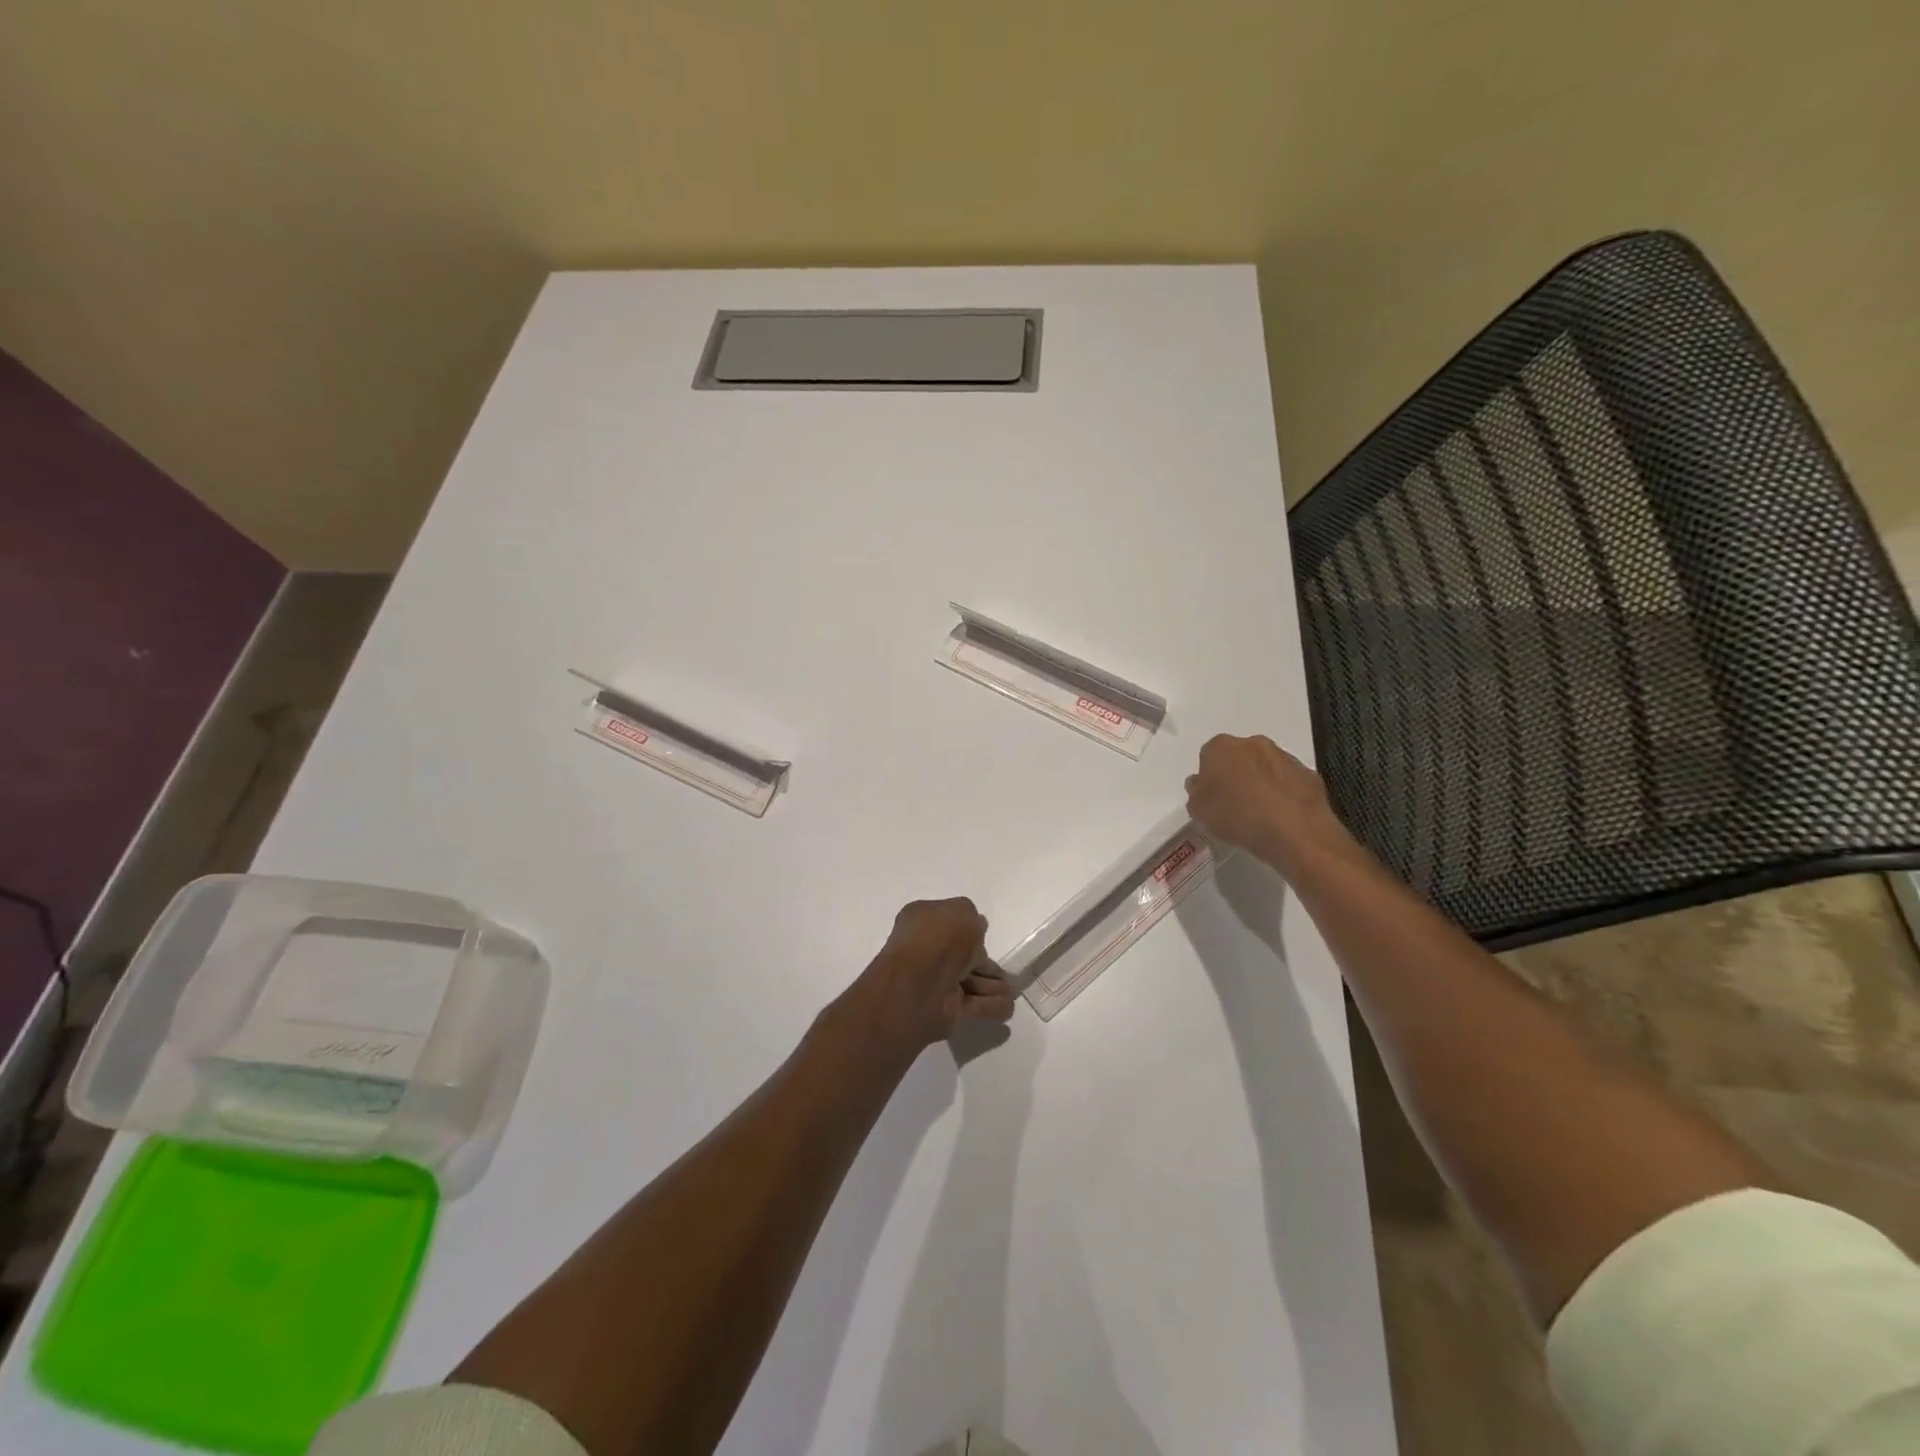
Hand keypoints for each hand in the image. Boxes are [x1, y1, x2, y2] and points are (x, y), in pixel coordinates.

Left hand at [844, 898, 1014, 1059]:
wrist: (918, 986)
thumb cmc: (938, 940)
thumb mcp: (962, 912)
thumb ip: (972, 916)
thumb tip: (976, 926)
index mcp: (923, 921)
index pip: (949, 921)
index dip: (968, 926)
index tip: (985, 931)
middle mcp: (927, 950)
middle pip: (962, 954)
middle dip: (983, 960)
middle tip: (1005, 966)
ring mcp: (936, 981)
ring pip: (971, 980)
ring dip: (991, 985)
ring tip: (1011, 988)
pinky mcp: (947, 1010)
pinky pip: (974, 1005)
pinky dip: (991, 1006)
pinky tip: (1008, 1006)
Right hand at [1185, 733, 1350, 868]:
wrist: (1294, 831)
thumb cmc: (1237, 816)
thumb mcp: (1199, 811)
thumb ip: (1196, 793)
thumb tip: (1200, 784)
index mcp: (1221, 747)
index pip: (1208, 756)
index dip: (1209, 777)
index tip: (1211, 797)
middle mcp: (1253, 743)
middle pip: (1238, 757)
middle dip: (1235, 774)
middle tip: (1233, 803)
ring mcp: (1284, 756)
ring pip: (1265, 767)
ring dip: (1260, 782)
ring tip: (1259, 813)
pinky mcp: (1308, 774)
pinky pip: (1288, 781)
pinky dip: (1283, 793)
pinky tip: (1281, 815)